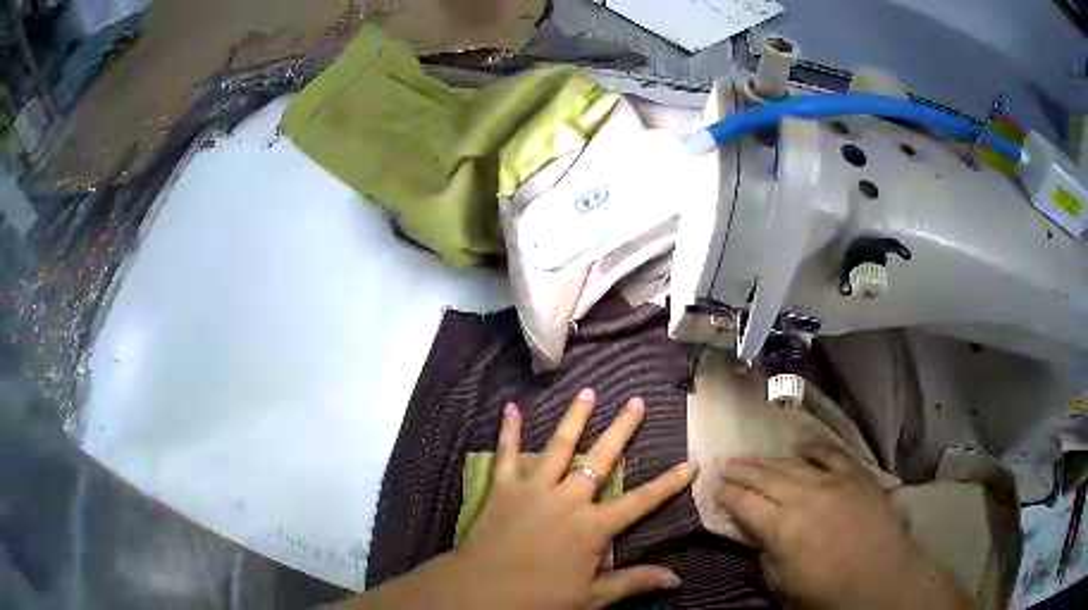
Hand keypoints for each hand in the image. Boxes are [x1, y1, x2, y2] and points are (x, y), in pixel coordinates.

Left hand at [355, 389, 695, 608]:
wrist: (481, 592)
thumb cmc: (539, 598)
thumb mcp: (591, 597)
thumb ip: (633, 582)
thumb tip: (677, 578)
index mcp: (593, 527)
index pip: (641, 501)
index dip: (669, 483)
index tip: (690, 462)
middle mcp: (568, 500)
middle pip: (601, 459)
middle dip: (621, 429)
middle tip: (636, 401)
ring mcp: (534, 489)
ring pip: (559, 446)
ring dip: (575, 418)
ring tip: (588, 391)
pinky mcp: (503, 488)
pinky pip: (506, 454)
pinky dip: (508, 431)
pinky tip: (510, 407)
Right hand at [715, 441, 971, 609]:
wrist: (881, 579)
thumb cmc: (827, 593)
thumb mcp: (784, 583)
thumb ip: (767, 553)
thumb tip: (758, 533)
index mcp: (782, 528)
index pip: (745, 504)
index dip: (727, 496)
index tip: (713, 489)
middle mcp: (804, 497)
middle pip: (765, 478)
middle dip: (741, 470)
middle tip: (722, 462)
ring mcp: (833, 482)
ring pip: (793, 465)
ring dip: (768, 460)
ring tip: (749, 454)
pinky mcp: (856, 477)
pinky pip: (832, 455)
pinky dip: (814, 449)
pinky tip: (799, 445)